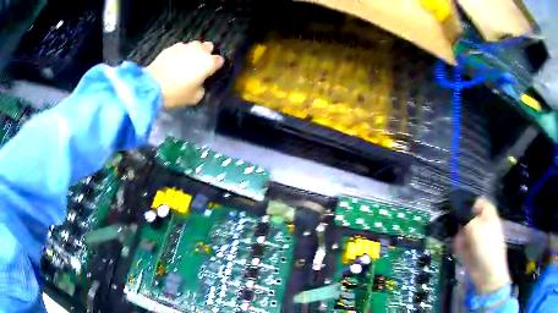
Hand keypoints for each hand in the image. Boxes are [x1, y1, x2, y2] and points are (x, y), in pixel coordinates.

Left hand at [146, 41, 223, 107]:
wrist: (152, 86)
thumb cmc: (176, 93)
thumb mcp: (195, 97)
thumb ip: (202, 86)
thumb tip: (200, 81)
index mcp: (208, 62)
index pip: (219, 60)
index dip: (215, 66)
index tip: (210, 72)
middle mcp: (199, 50)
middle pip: (208, 47)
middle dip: (206, 54)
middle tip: (198, 65)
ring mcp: (184, 46)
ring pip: (194, 45)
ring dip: (193, 52)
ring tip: (185, 61)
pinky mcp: (171, 47)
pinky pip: (180, 48)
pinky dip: (180, 53)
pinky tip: (174, 62)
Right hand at [453, 197, 510, 293]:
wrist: (487, 272)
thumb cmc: (486, 246)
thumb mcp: (475, 228)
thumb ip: (465, 217)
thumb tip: (456, 209)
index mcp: (488, 215)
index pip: (479, 202)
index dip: (470, 203)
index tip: (459, 208)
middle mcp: (482, 224)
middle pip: (468, 217)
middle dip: (461, 223)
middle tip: (459, 229)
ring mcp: (476, 238)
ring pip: (463, 231)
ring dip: (460, 236)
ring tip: (461, 244)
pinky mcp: (470, 250)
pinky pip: (461, 244)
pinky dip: (459, 246)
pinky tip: (460, 252)